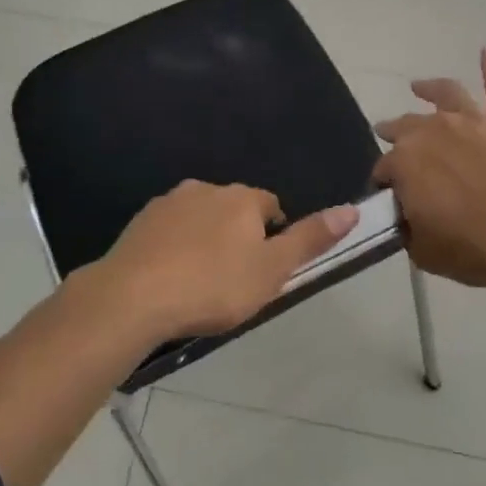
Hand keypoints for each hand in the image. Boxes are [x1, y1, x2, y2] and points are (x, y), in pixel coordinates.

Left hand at [97, 181, 359, 339]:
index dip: (273, 235)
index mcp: (242, 198)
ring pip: (199, 216)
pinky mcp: (141, 220)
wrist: (133, 296)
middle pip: (234, 208)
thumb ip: (310, 239)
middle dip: (238, 235)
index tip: (265, 268)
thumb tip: (351, 209)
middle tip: (234, 279)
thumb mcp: (272, 270)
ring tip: (199, 280)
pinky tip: (169, 276)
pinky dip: (175, 246)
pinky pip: (169, 229)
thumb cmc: (213, 286)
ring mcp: (170, 202)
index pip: (271, 206)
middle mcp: (207, 189)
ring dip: (205, 238)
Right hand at [374, 49, 485, 291]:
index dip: (385, 183)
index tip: (390, 197)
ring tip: (419, 86)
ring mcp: (472, 122)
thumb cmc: (473, 249)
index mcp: (405, 161)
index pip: (384, 169)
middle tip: (390, 138)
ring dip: (430, 88)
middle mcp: (433, 130)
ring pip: (446, 95)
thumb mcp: (423, 249)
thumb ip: (408, 225)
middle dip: (395, 134)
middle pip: (407, 127)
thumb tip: (408, 215)